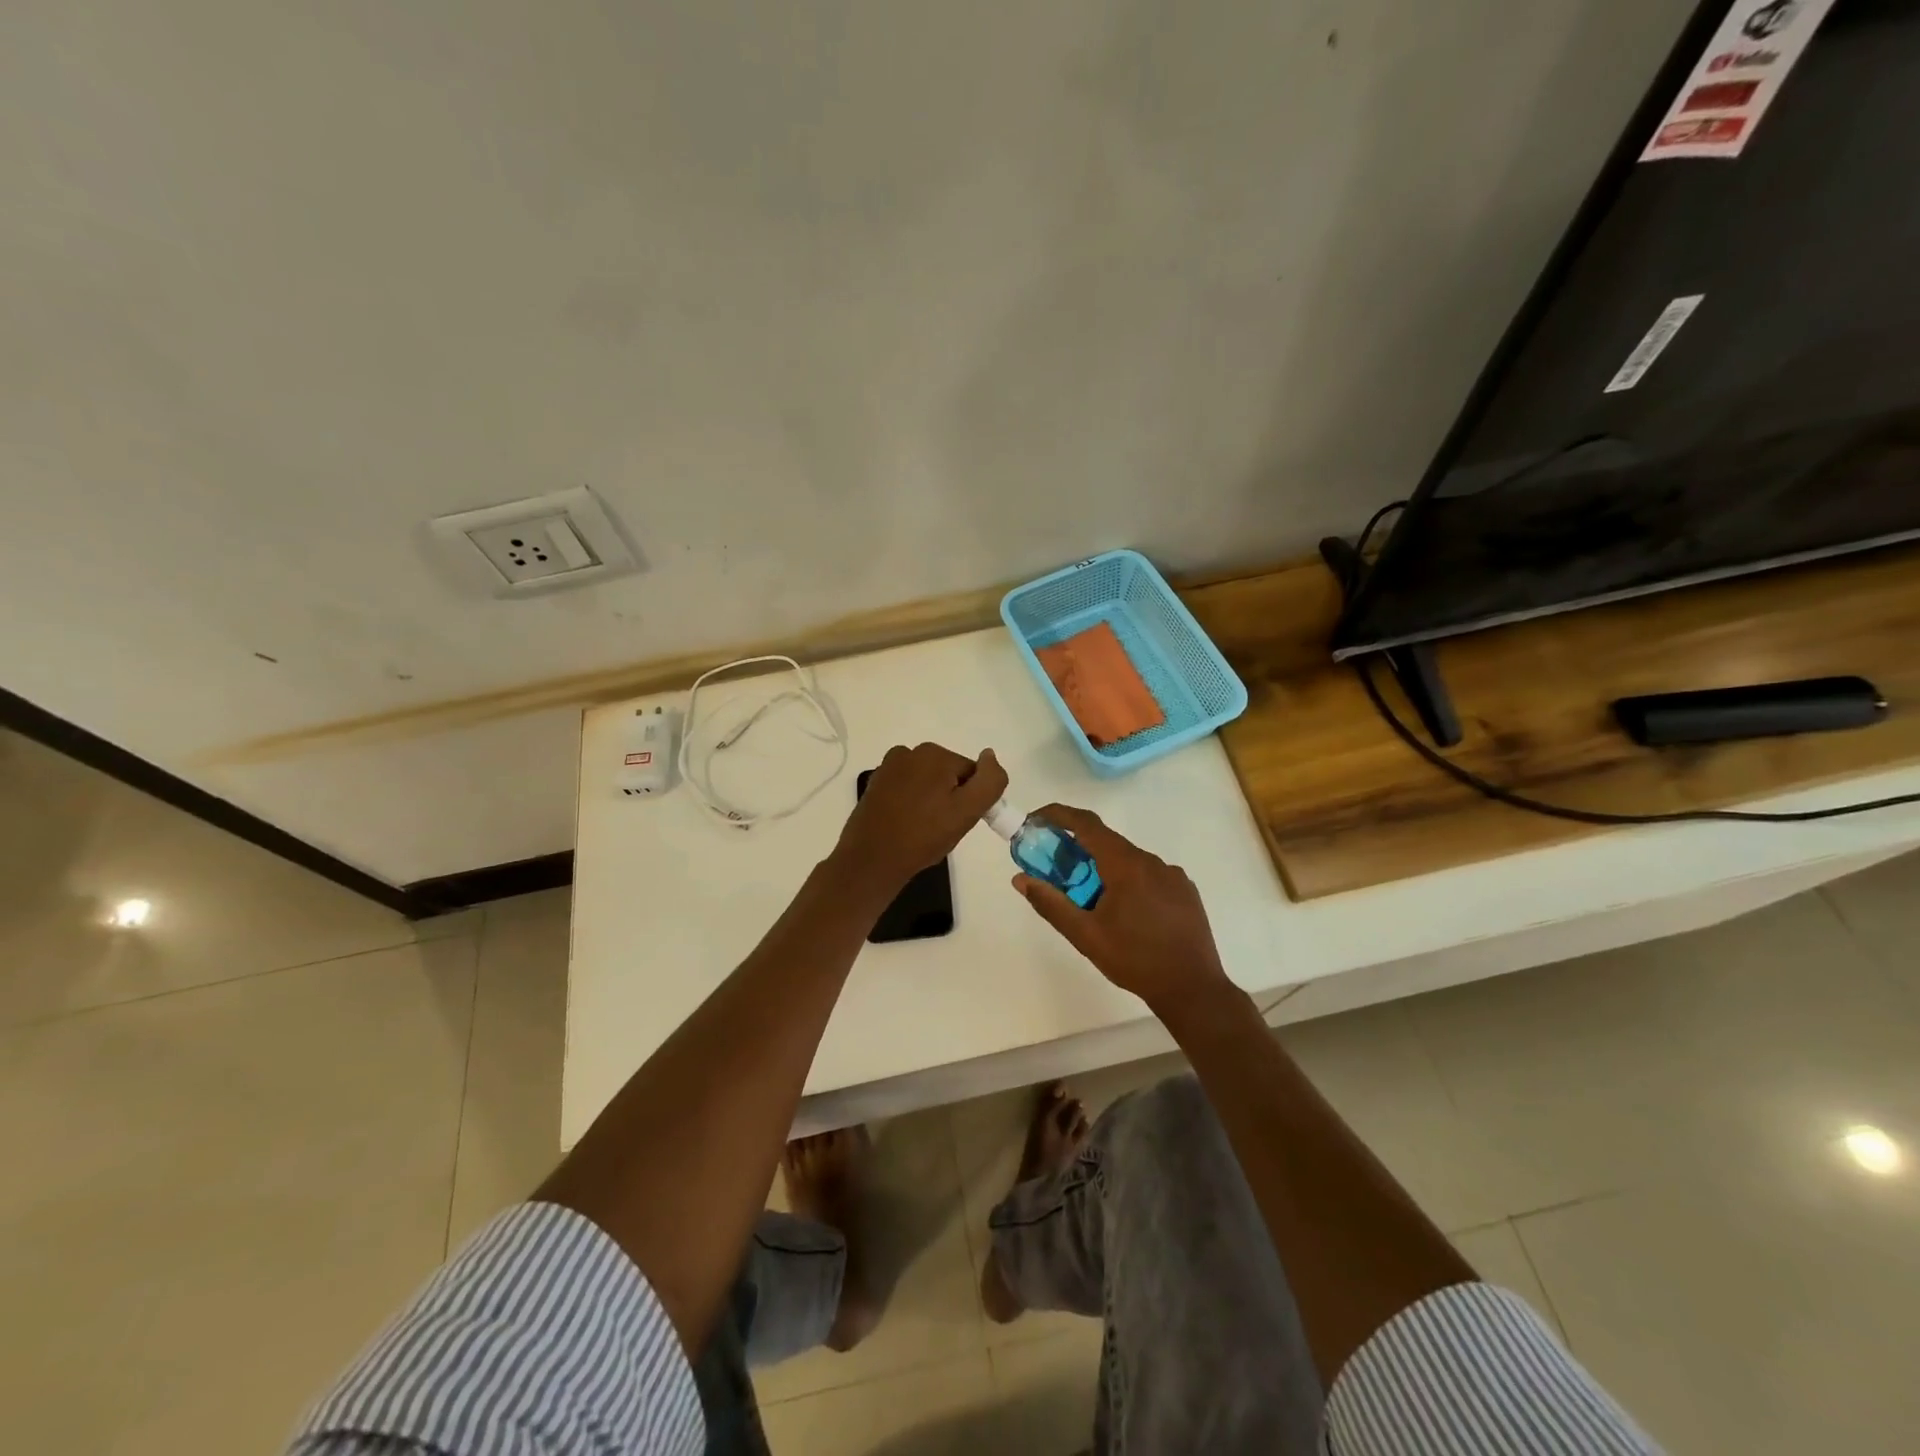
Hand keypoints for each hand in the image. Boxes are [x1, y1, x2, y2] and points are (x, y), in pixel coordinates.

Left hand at [832, 743, 1007, 897]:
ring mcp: (889, 767)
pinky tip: (905, 824)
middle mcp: (909, 752)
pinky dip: (911, 802)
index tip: (959, 822)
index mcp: (935, 754)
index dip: (971, 800)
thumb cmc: (923, 836)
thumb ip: (989, 781)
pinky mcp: (876, 784)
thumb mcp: (967, 811)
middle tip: (941, 828)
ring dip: (930, 800)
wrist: (872, 860)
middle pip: (948, 775)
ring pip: (927, 782)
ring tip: (922, 829)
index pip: (971, 773)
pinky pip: (906, 789)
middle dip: (950, 798)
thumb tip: (990, 755)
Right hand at [1012, 805, 1232, 1015]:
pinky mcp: (1185, 890)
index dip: (1058, 816)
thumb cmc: (1134, 960)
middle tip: (1058, 874)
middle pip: (1107, 843)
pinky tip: (1127, 915)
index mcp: (1126, 865)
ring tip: (1093, 905)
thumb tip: (1021, 879)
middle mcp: (1151, 861)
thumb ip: (1051, 904)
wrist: (1192, 989)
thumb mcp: (1085, 935)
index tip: (1036, 822)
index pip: (1086, 824)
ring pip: (1128, 861)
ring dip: (1105, 870)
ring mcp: (1172, 874)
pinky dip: (1129, 882)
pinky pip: (1149, 875)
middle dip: (1078, 851)